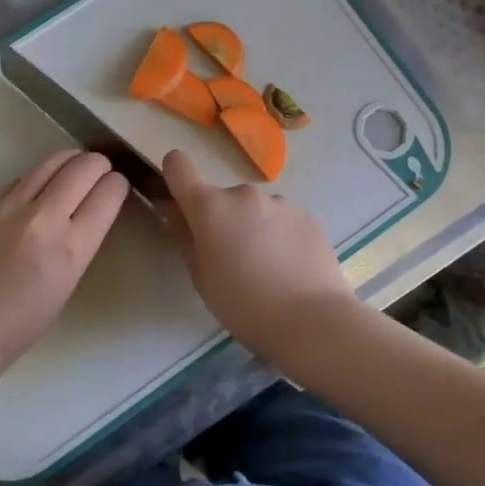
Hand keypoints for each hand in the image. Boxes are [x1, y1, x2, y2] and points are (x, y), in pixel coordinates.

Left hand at [0, 150, 129, 371]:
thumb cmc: (27, 317)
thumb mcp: (71, 278)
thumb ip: (84, 236)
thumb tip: (93, 202)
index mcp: (71, 247)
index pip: (108, 193)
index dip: (118, 185)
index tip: (117, 187)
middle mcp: (43, 218)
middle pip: (84, 167)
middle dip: (100, 165)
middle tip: (101, 172)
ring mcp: (12, 206)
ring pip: (53, 161)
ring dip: (72, 161)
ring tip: (76, 168)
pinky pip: (25, 176)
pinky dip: (42, 176)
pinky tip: (42, 188)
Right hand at [162, 149, 354, 353]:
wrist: (312, 320)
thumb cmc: (244, 305)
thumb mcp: (201, 277)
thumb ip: (183, 236)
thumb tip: (172, 209)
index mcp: (211, 207)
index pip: (178, 165)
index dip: (175, 178)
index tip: (181, 204)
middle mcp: (244, 194)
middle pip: (221, 198)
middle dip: (222, 220)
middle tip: (232, 260)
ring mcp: (279, 202)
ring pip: (254, 210)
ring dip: (253, 227)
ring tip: (266, 269)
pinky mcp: (307, 216)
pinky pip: (281, 219)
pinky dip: (279, 236)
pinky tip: (289, 268)